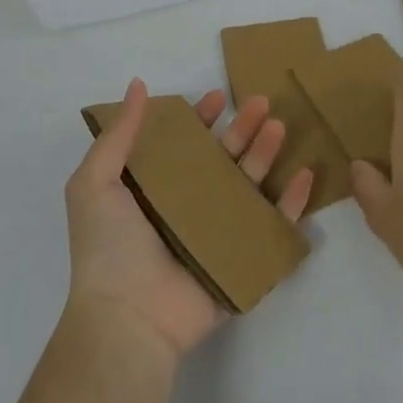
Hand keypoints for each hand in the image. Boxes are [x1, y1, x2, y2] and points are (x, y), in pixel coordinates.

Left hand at [64, 78, 314, 361]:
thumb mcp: (95, 181)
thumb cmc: (108, 246)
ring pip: (250, 185)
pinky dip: (292, 202)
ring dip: (266, 154)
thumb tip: (137, 84)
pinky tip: (306, 174)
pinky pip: (273, 226)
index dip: (200, 119)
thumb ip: (119, 134)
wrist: (129, 317)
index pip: (184, 144)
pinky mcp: (242, 259)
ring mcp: (217, 233)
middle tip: (262, 103)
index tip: (217, 97)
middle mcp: (187, 206)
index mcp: (154, 188)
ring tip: (280, 128)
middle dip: (242, 129)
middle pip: (222, 159)